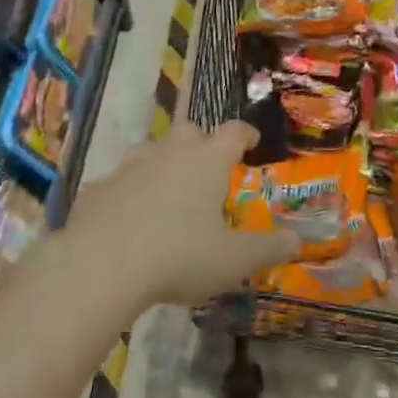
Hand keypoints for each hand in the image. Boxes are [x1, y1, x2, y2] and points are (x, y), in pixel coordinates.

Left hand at [68, 120, 300, 309]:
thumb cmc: (179, 255)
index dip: (246, 134)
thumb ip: (268, 248)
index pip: (234, 131)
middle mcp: (171, 151)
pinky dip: (129, 193)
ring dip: (164, 164)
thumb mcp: (233, 260)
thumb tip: (298, 240)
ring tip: (170, 192)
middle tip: (210, 170)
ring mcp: (131, 165)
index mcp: (208, 159)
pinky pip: (120, 182)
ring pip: (153, 151)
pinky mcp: (99, 187)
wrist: (100, 266)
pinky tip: (129, 219)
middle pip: (192, 132)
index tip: (252, 142)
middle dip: (203, 145)